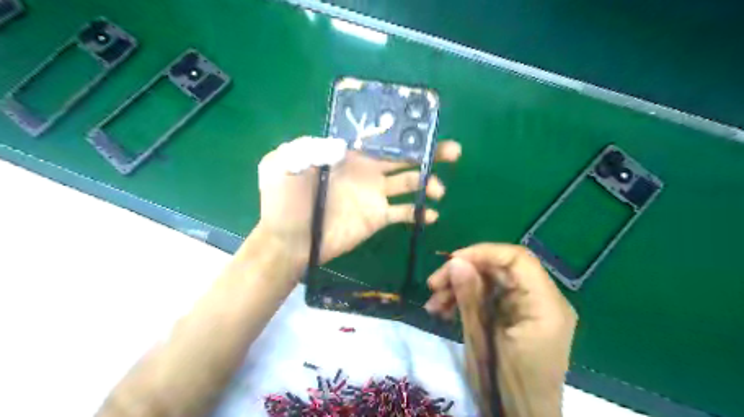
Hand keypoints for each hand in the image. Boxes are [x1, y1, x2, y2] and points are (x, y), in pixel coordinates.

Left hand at [260, 136, 463, 265]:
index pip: (381, 138)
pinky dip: (419, 213)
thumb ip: (308, 148)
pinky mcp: (377, 218)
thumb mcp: (283, 165)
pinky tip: (430, 215)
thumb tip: (341, 144)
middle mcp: (366, 170)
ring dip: (428, 183)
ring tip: (437, 190)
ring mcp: (374, 195)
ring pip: (409, 183)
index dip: (402, 133)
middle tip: (452, 152)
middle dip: (428, 153)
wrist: (288, 240)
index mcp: (348, 154)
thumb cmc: (283, 202)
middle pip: (403, 157)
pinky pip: (404, 213)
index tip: (424, 129)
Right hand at [424, 243, 574, 415]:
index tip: (450, 261)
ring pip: (492, 282)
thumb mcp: (482, 342)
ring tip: (433, 304)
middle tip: (433, 285)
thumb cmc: (506, 387)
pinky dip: (468, 299)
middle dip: (464, 272)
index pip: (517, 259)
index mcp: (545, 307)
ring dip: (461, 287)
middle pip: (501, 269)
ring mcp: (532, 309)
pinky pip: (492, 297)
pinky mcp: (519, 316)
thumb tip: (454, 262)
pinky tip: (445, 310)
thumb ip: (470, 298)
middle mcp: (544, 301)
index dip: (482, 253)